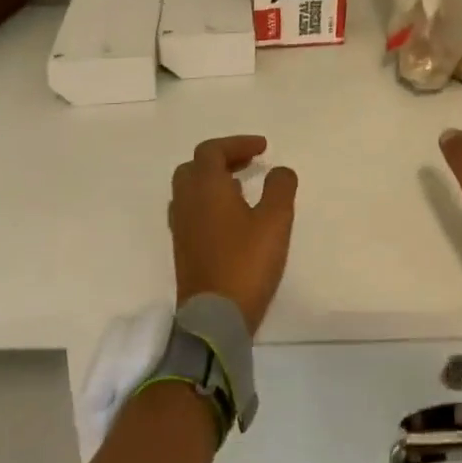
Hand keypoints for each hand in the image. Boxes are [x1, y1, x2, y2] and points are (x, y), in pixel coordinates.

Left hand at [169, 136, 298, 332]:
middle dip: (222, 158)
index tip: (263, 148)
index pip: (212, 150)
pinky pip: (191, 210)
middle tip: (248, 163)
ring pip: (190, 189)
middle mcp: (187, 202)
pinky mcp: (183, 249)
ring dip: (213, 180)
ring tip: (242, 187)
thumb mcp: (275, 220)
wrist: (214, 319)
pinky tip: (230, 217)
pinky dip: (208, 201)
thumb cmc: (246, 263)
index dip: (237, 143)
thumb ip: (280, 187)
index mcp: (206, 187)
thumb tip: (279, 171)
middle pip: (195, 166)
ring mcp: (181, 227)